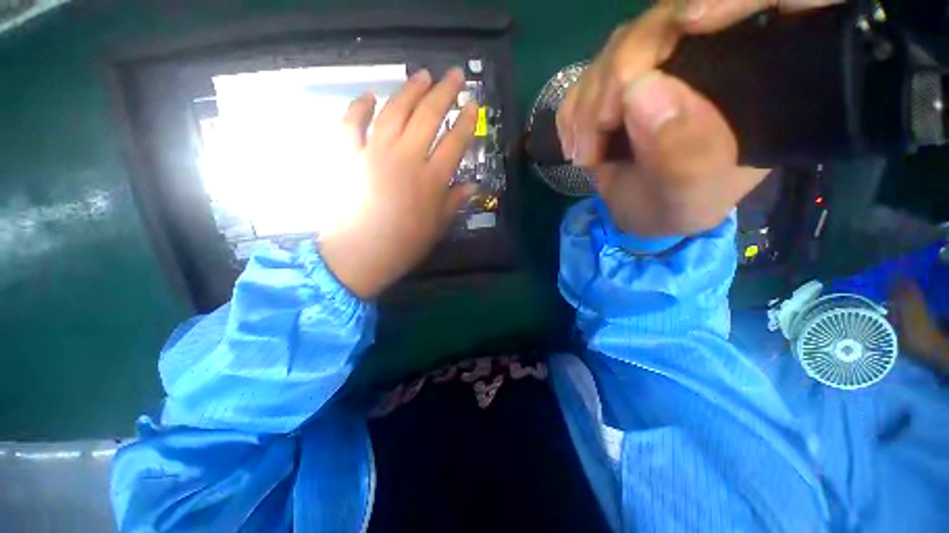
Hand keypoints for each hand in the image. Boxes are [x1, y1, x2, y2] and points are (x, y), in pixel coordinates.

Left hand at [320, 68, 477, 298]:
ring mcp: (375, 153)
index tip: (474, 105)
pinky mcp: (350, 156)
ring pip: (395, 111)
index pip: (455, 141)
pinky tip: (369, 96)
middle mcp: (406, 158)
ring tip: (421, 75)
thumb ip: (455, 202)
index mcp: (431, 179)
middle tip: (455, 74)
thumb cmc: (404, 244)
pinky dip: (358, 107)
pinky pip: (352, 124)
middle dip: (445, 92)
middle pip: (428, 116)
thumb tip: (472, 185)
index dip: (466, 121)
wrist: (360, 255)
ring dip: (409, 90)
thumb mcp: (437, 227)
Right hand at [556, 0, 838, 237]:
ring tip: (585, 154)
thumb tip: (639, 90)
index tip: (686, 30)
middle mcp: (715, 52)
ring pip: (622, 44)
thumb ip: (682, 154)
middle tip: (597, 141)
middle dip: (621, 75)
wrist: (643, 208)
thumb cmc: (678, 205)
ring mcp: (664, 57)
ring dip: (590, 103)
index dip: (729, 2)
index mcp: (759, 75)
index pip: (767, 3)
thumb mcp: (691, 194)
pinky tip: (579, 143)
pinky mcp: (623, 74)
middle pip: (669, 20)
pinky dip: (576, 109)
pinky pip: (592, 71)